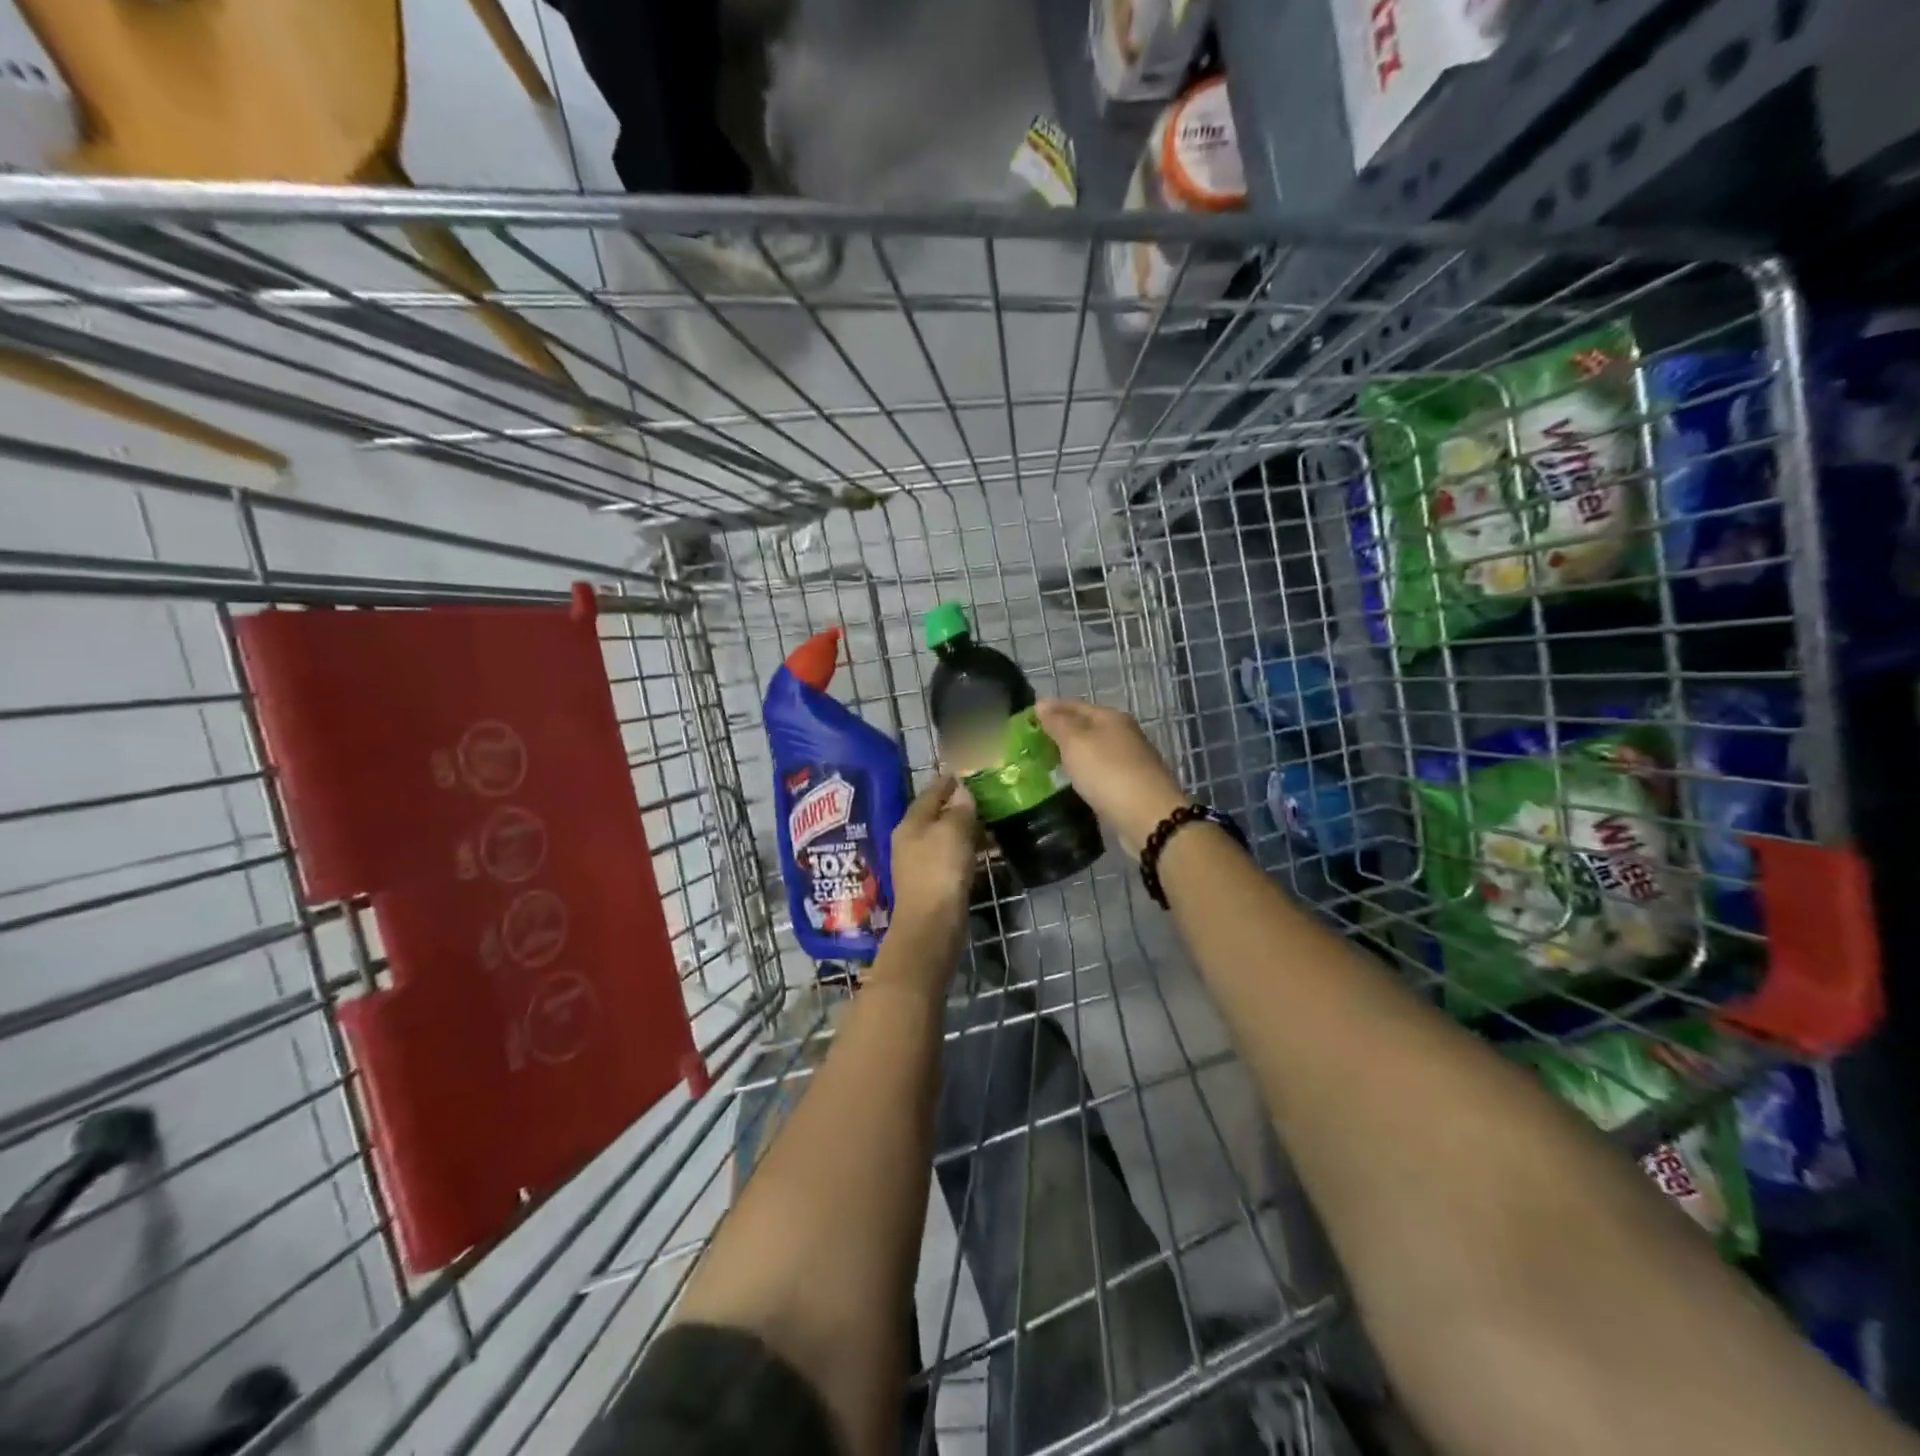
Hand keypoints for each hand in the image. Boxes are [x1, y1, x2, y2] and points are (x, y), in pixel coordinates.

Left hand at [888, 774, 979, 933]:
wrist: (931, 926)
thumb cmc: (940, 871)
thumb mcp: (953, 832)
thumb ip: (959, 809)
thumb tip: (962, 791)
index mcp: (910, 823)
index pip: (930, 793)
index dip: (946, 782)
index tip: (962, 772)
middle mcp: (909, 840)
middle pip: (934, 815)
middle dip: (956, 806)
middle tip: (981, 797)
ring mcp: (917, 863)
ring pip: (942, 837)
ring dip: (962, 829)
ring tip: (987, 823)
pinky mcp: (930, 883)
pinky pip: (949, 857)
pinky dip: (964, 849)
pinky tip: (981, 851)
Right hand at [1035, 699, 1190, 857]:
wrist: (1148, 817)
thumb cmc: (1108, 773)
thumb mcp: (1075, 743)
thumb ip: (1057, 723)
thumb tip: (1042, 703)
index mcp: (1111, 717)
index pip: (1075, 705)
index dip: (1051, 708)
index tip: (1027, 716)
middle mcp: (1124, 734)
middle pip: (1087, 726)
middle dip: (1061, 731)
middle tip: (1032, 741)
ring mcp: (1130, 760)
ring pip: (1094, 749)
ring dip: (1073, 753)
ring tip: (1047, 762)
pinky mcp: (1132, 785)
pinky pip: (1100, 771)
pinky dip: (1084, 772)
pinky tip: (1073, 781)